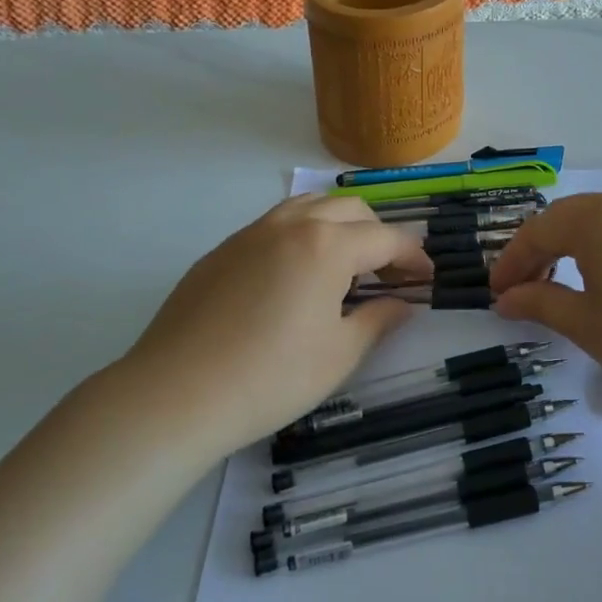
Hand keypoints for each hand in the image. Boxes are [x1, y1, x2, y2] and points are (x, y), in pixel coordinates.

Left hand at [123, 194, 432, 451]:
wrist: (175, 394)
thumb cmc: (271, 377)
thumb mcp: (339, 354)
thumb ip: (379, 320)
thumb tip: (403, 304)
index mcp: (327, 245)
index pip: (386, 238)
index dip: (413, 258)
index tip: (426, 280)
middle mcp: (291, 224)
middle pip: (350, 210)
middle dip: (378, 235)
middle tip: (387, 276)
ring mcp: (251, 233)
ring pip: (309, 207)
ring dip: (338, 227)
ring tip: (343, 267)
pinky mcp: (222, 250)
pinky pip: (274, 225)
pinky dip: (301, 236)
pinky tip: (294, 278)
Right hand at [489, 189, 601, 415]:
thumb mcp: (589, 326)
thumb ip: (541, 303)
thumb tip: (506, 298)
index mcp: (599, 218)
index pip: (539, 231)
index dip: (513, 261)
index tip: (497, 292)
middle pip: (573, 218)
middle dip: (545, 251)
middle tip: (529, 288)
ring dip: (583, 247)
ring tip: (577, 284)